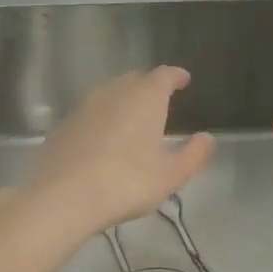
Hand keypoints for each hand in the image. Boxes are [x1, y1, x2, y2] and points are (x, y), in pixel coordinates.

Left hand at [22, 67, 215, 238]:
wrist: (63, 196)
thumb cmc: (127, 182)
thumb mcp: (171, 175)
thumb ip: (194, 154)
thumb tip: (209, 138)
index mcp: (145, 97)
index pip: (164, 75)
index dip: (176, 76)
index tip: (184, 80)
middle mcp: (114, 92)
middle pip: (135, 79)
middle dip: (149, 85)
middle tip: (160, 99)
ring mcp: (84, 106)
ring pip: (109, 93)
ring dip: (123, 99)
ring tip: (133, 117)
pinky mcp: (63, 125)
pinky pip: (90, 113)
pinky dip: (102, 118)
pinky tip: (104, 138)